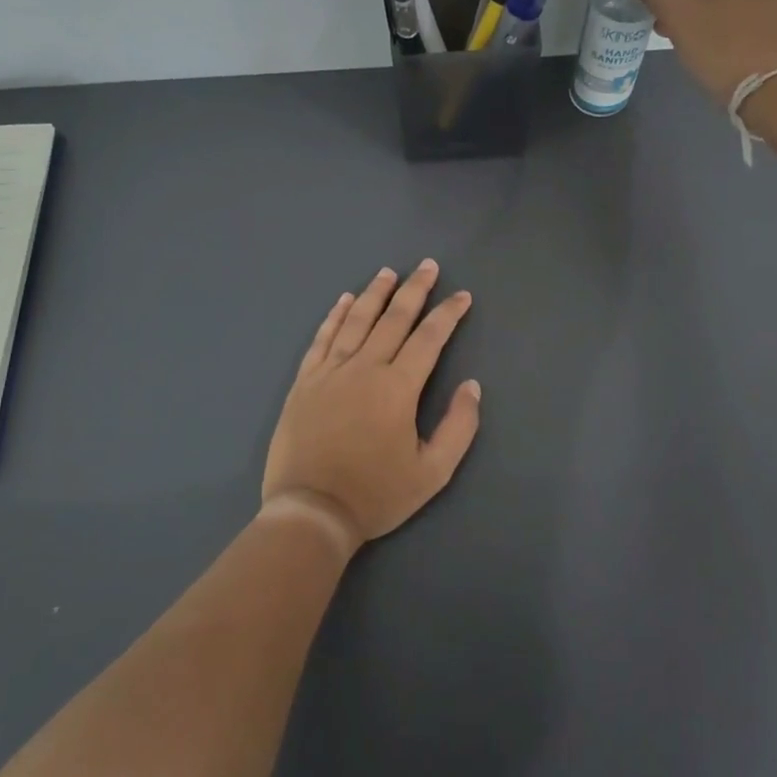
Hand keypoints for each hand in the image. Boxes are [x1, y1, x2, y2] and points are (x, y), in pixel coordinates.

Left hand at [261, 260, 480, 551]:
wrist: (311, 510)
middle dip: (414, 290)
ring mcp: (330, 372)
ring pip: (356, 321)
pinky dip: (334, 316)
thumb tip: (471, 386)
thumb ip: (458, 426)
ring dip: (374, 294)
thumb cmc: (376, 494)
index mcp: (398, 387)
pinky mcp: (305, 382)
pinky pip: (322, 339)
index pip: (429, 338)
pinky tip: (343, 301)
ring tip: (388, 273)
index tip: (462, 296)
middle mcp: (364, 368)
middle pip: (393, 319)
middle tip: (427, 266)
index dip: (448, 314)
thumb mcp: (432, 472)